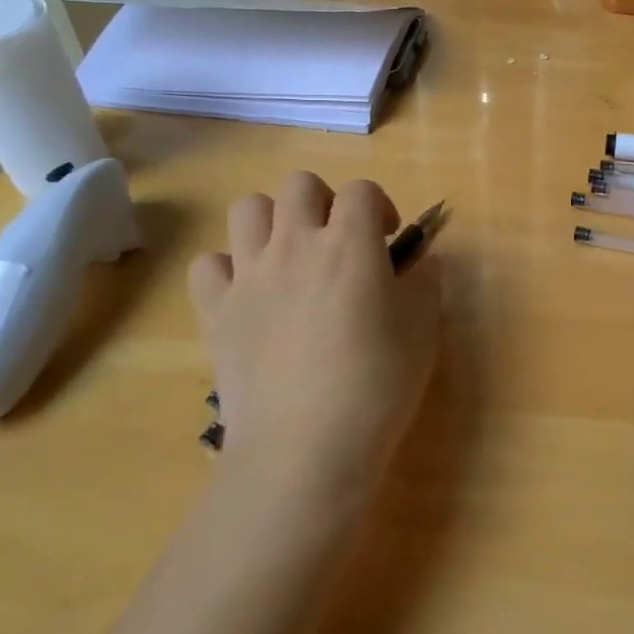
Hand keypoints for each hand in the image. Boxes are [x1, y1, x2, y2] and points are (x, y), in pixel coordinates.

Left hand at [186, 173, 439, 506]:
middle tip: (339, 242)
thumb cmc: (377, 385)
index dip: (378, 206)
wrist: (305, 449)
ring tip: (290, 257)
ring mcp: (249, 275)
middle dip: (325, 202)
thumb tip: (421, 261)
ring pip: (248, 208)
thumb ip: (425, 282)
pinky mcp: (215, 311)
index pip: (362, 190)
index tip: (387, 240)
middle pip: (300, 184)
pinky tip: (248, 294)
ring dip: (273, 222)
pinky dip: (227, 270)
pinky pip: (208, 264)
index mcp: (349, 244)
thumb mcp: (423, 329)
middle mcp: (294, 244)